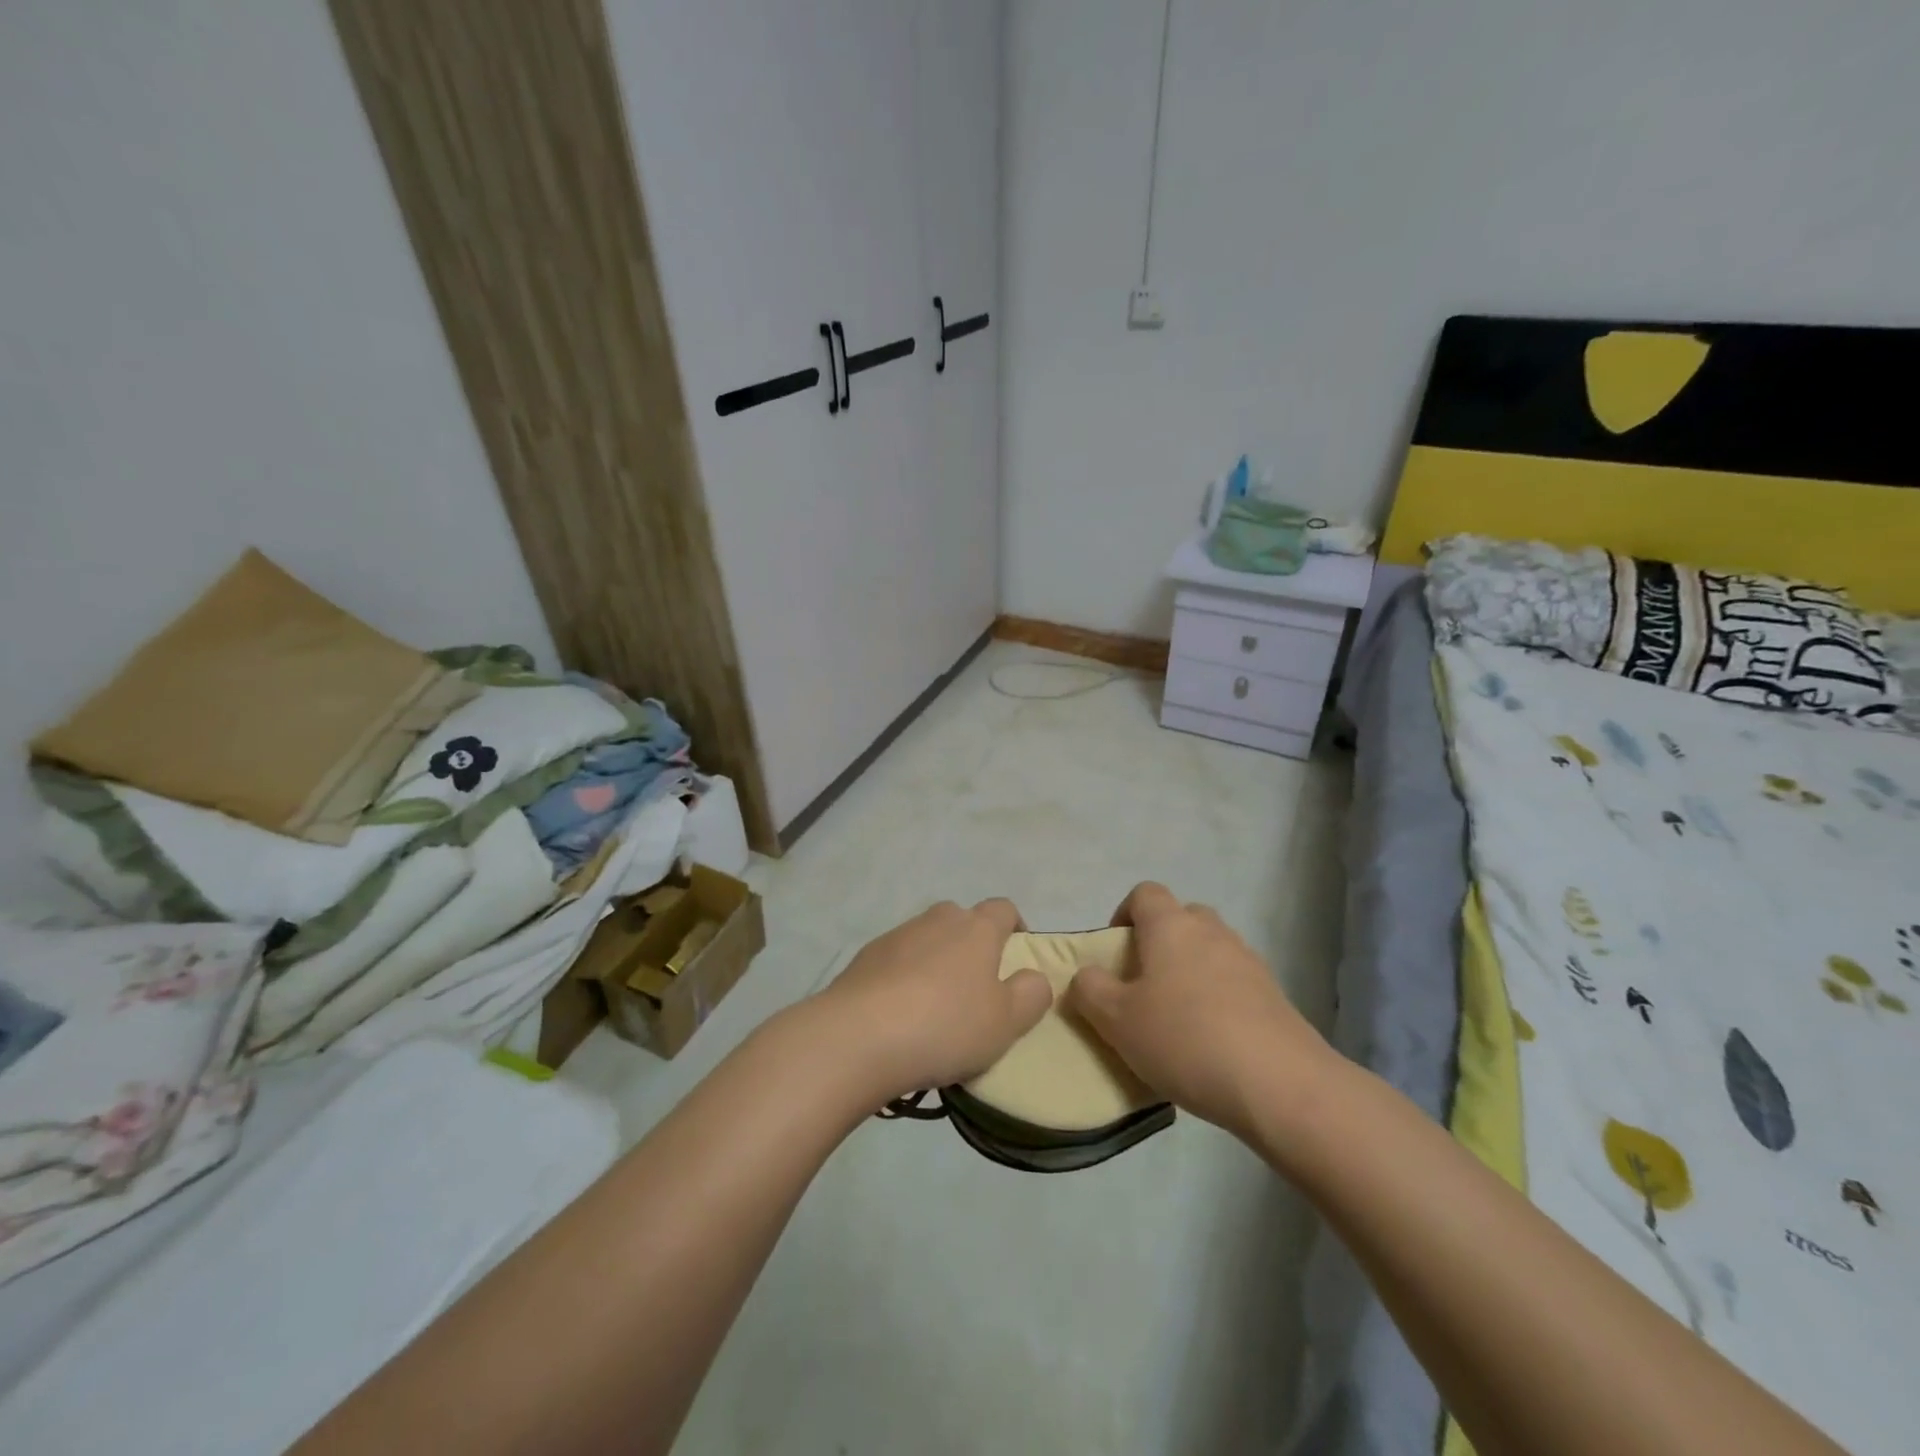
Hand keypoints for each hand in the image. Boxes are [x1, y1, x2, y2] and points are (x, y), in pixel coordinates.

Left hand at [812, 899, 1052, 1104]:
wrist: (858, 1036)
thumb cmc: (945, 1026)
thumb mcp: (1006, 1022)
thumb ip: (1031, 995)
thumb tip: (1034, 977)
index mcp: (976, 928)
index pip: (1003, 909)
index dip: (1015, 927)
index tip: (1017, 955)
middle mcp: (937, 920)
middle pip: (961, 919)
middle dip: (971, 943)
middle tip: (976, 986)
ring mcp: (897, 935)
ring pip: (926, 939)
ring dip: (935, 961)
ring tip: (935, 1006)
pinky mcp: (865, 957)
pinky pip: (896, 960)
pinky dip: (904, 977)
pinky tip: (900, 1014)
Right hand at [1068, 882, 1331, 1139]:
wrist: (1279, 1084)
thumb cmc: (1185, 1039)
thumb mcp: (1116, 1019)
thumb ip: (1090, 989)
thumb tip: (1086, 975)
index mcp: (1170, 926)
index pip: (1144, 893)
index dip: (1123, 914)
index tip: (1114, 953)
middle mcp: (1211, 931)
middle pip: (1181, 918)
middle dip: (1159, 943)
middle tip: (1143, 985)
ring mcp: (1248, 960)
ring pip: (1209, 950)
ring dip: (1190, 971)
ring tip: (1176, 1019)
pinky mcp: (1274, 995)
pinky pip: (1234, 982)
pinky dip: (1218, 998)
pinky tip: (1210, 1042)